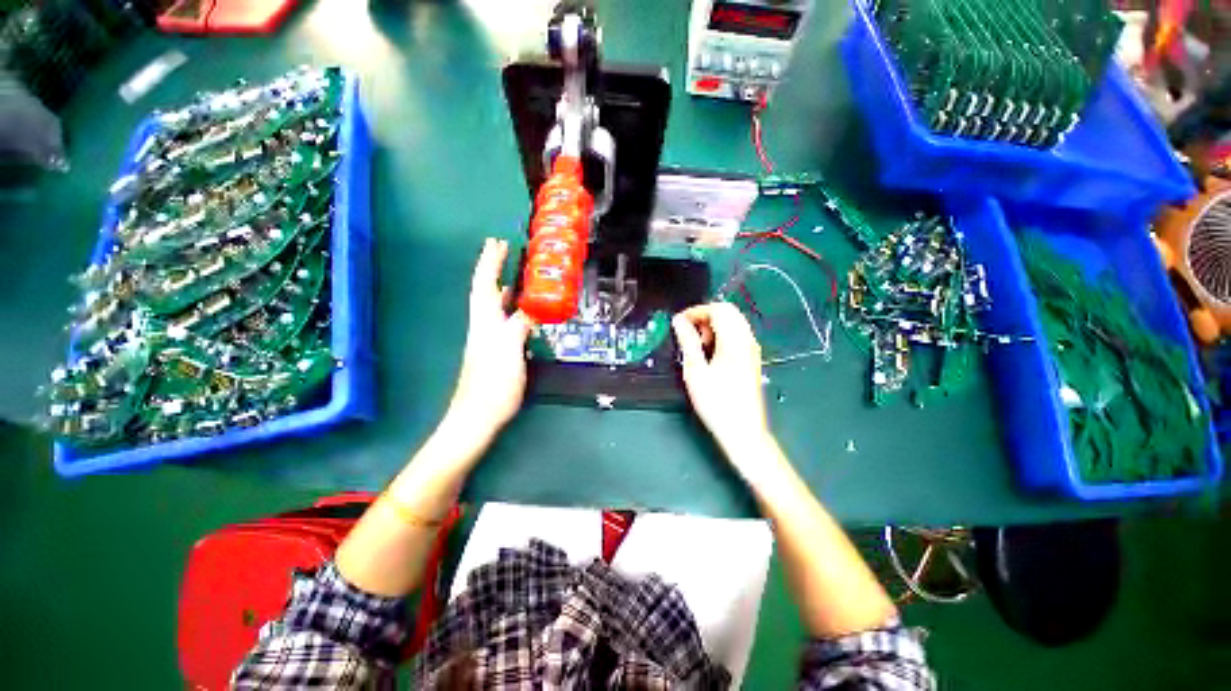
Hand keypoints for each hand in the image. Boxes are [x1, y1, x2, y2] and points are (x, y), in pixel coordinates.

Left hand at [447, 238, 532, 438]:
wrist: (477, 415)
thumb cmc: (493, 384)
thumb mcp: (509, 351)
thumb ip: (519, 326)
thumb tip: (530, 308)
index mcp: (485, 322)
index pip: (485, 285)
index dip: (490, 263)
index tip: (497, 243)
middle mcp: (483, 326)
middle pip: (485, 290)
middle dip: (492, 267)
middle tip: (503, 249)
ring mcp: (487, 338)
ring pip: (492, 304)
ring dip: (500, 284)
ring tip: (511, 272)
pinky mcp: (494, 350)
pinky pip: (501, 319)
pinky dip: (508, 307)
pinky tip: (517, 309)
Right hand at [672, 302, 771, 457]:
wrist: (743, 431)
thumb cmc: (716, 402)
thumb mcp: (695, 371)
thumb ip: (688, 342)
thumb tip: (678, 321)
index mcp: (734, 341)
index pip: (718, 309)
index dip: (696, 311)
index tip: (678, 323)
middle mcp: (747, 340)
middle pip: (728, 312)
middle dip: (705, 316)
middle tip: (688, 333)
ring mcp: (752, 349)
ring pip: (733, 322)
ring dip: (714, 326)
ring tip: (698, 346)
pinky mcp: (752, 359)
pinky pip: (737, 335)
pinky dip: (722, 336)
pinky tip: (711, 354)